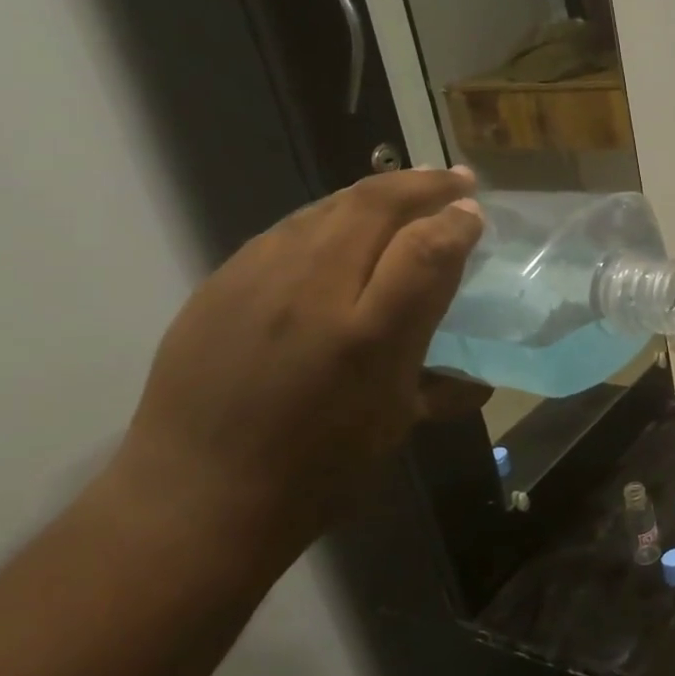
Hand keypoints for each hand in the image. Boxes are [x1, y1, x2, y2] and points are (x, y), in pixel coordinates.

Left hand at [109, 168, 484, 560]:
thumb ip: (440, 388)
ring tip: (406, 190)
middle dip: (423, 184)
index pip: (426, 249)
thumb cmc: (315, 472)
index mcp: (368, 336)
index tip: (475, 213)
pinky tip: (342, 228)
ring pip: (327, 207)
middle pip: (374, 206)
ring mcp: (257, 279)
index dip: (457, 221)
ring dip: (376, 192)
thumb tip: (478, 380)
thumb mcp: (394, 427)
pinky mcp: (220, 282)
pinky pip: (287, 230)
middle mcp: (313, 292)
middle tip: (456, 179)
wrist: (196, 497)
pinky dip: (330, 216)